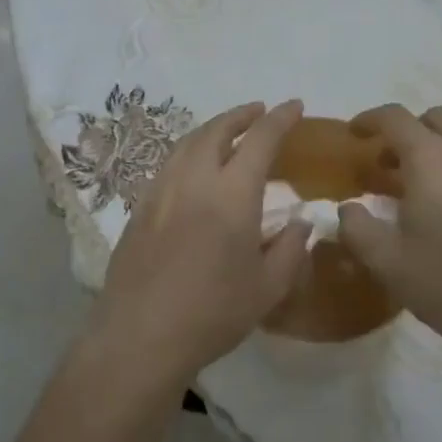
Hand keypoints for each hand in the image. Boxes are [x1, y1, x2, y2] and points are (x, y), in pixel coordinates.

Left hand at [88, 100, 312, 391]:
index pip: (260, 139)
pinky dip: (189, 150)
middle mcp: (195, 179)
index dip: (280, 118)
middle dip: (241, 115)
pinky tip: (194, 167)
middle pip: (217, 129)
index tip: (295, 106)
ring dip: (212, 128)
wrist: (140, 335)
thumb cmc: (212, 313)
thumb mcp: (267, 289)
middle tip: (259, 112)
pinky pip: (169, 163)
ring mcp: (162, 190)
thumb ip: (290, 250)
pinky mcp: (140, 206)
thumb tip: (301, 222)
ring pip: (188, 142)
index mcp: (232, 193)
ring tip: (228, 131)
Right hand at [338, 104, 441, 361]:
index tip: (355, 134)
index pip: (395, 117)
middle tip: (391, 166)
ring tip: (425, 194)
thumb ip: (356, 228)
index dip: (370, 119)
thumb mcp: (387, 263)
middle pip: (435, 119)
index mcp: (432, 160)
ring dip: (439, 154)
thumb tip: (348, 207)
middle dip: (408, 133)